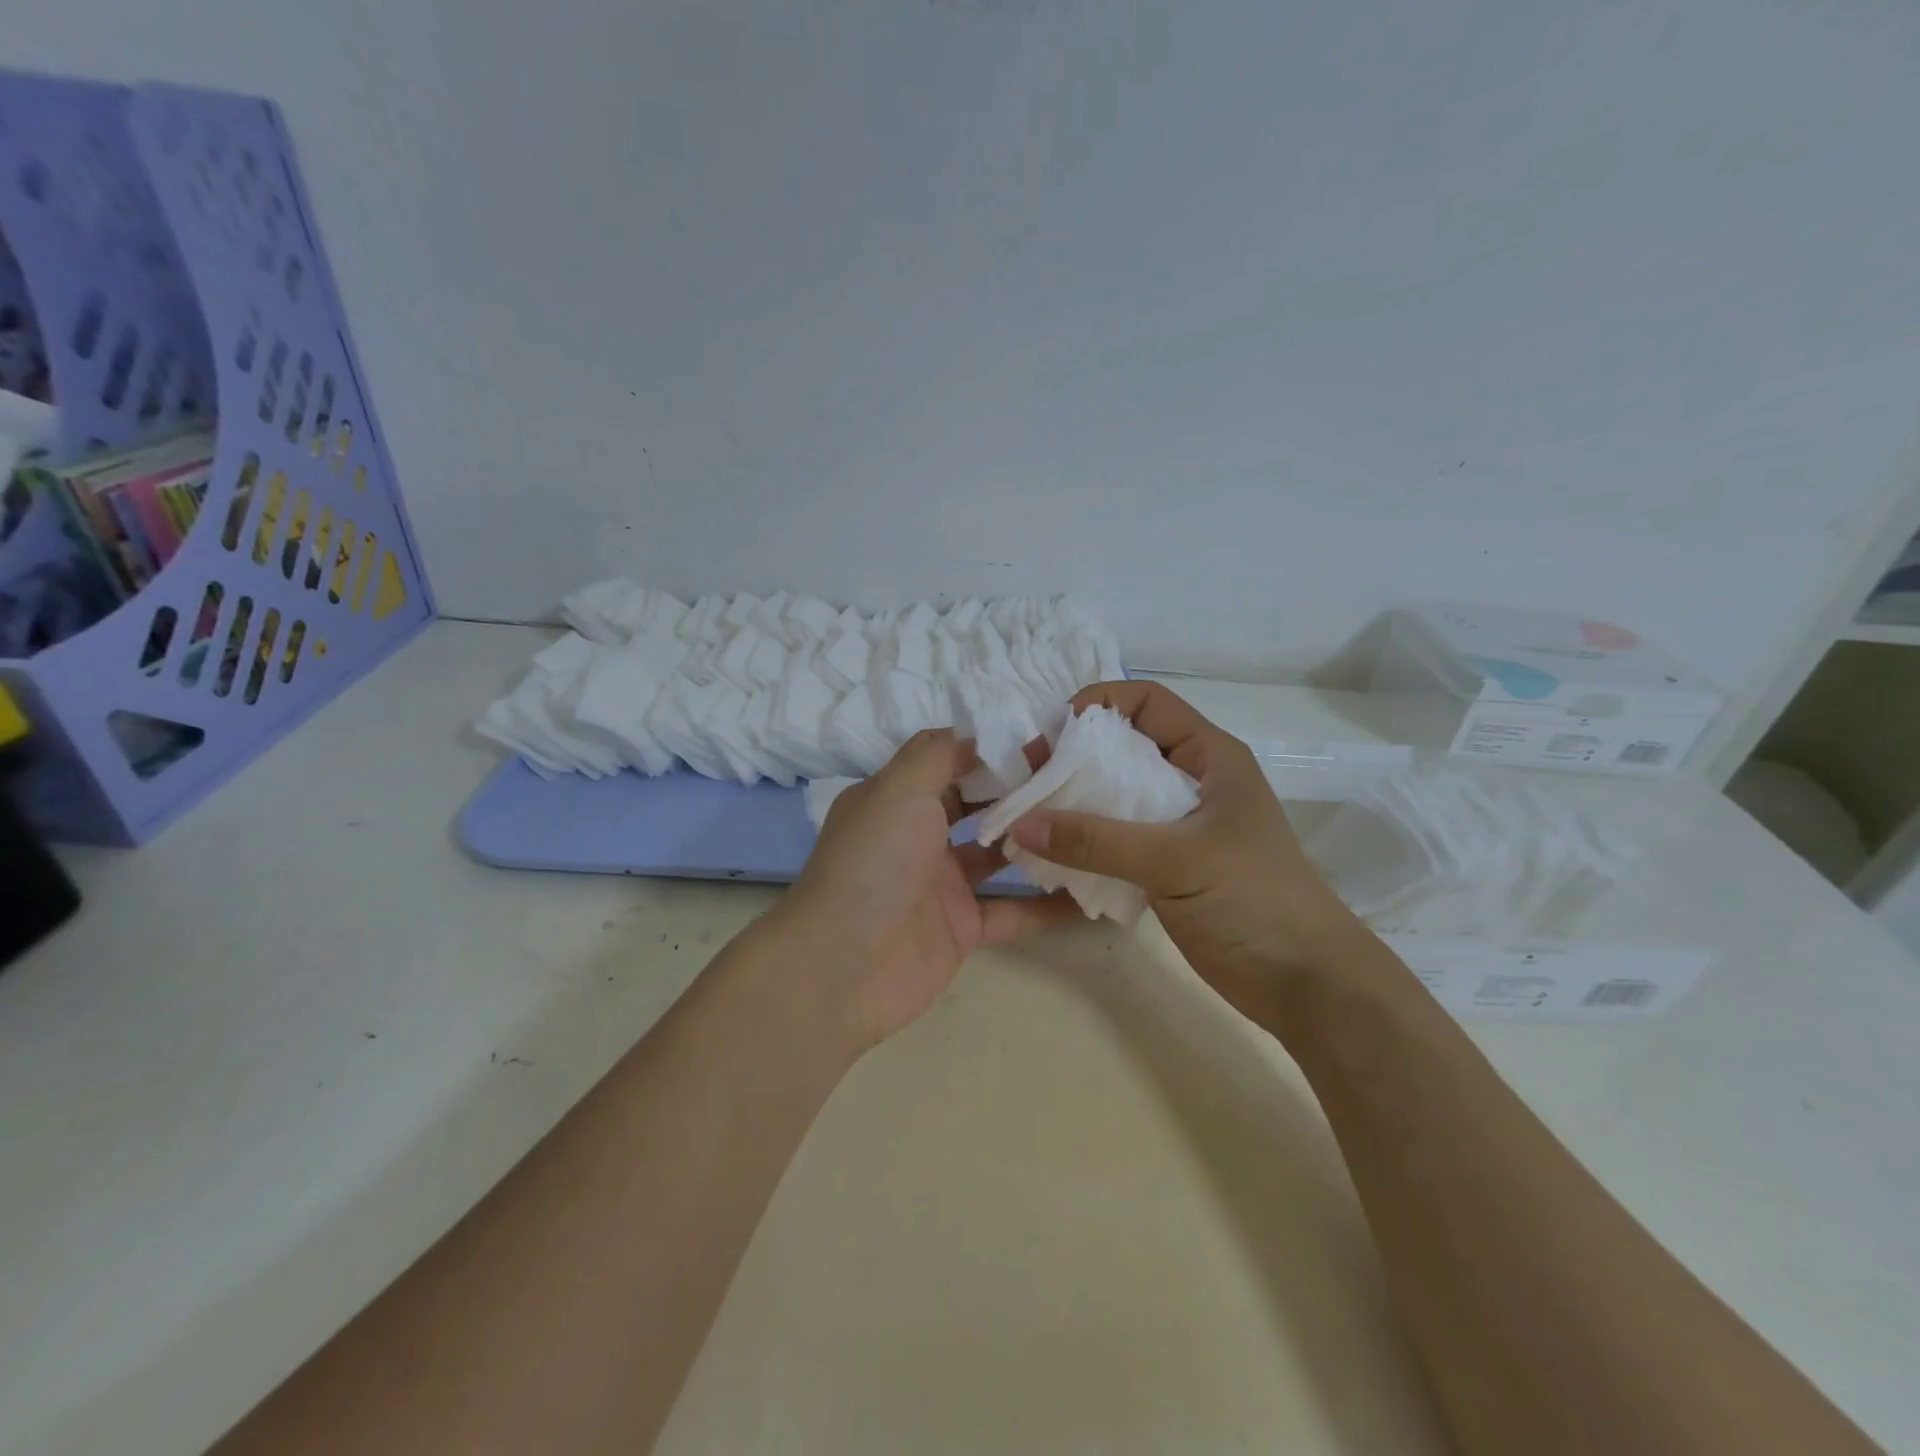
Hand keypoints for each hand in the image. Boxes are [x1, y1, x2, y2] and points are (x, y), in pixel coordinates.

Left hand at [777, 729, 1080, 1051]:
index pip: (951, 760)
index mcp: (897, 799)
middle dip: (1023, 791)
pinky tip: (1091, 895)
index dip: (994, 749)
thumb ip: (940, 753)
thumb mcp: (899, 789)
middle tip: (1080, 779)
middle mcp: (918, 836)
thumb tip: (983, 733)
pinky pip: (1013, 911)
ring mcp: (941, 885)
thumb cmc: (873, 863)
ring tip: (1093, 823)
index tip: (1046, 741)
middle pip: (979, 804)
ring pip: (1000, 856)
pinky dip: (1047, 906)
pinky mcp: (961, 929)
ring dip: (1039, 842)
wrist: (842, 967)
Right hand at [1007, 681, 1360, 1023]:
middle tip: (1027, 783)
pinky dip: (1083, 844)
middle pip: (1122, 749)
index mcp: (1209, 757)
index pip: (1145, 703)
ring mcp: (1179, 827)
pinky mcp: (1167, 867)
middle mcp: (1191, 782)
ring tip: (1028, 820)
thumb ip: (1097, 841)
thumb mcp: (1176, 861)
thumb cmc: (1255, 901)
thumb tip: (1020, 824)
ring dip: (1073, 804)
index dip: (1096, 705)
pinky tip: (1051, 859)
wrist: (1307, 985)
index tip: (1050, 736)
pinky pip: (1115, 840)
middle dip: (1072, 759)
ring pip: (1114, 797)